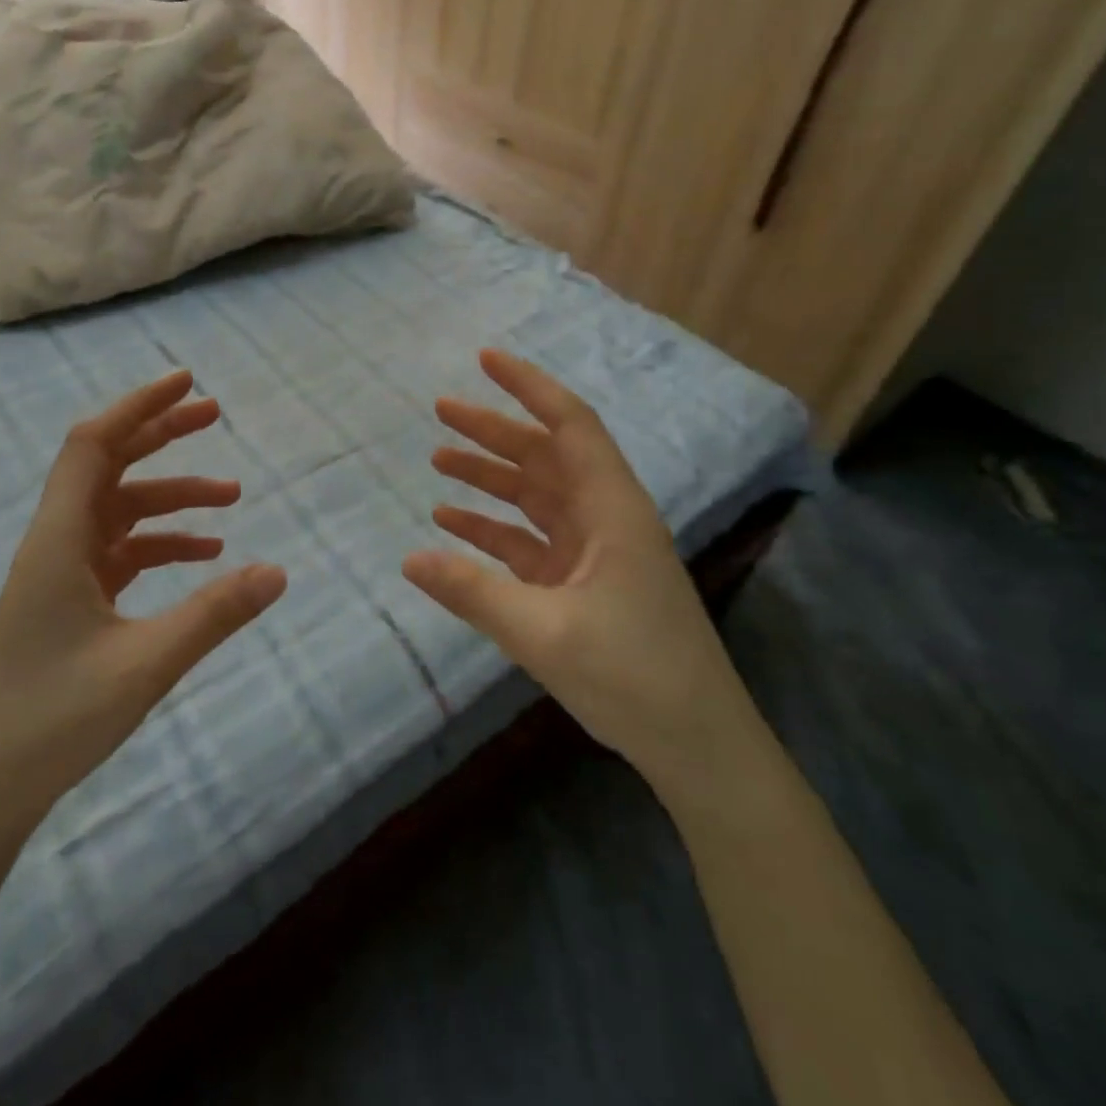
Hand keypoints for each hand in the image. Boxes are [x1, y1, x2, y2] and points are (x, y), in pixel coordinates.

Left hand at [0, 373, 284, 993]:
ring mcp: (61, 573)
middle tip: (216, 415)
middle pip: (108, 465)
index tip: (187, 380)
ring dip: (171, 498)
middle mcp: (56, 543)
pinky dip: (160, 542)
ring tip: (232, 498)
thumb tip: (279, 571)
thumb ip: (214, 614)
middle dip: (161, 435)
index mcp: (59, 540)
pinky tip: (204, 555)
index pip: (94, 444)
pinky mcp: (70, 601)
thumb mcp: (146, 664)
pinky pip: (120, 552)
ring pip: (119, 511)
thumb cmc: (53, 720)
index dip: (138, 405)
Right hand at [402, 350, 752, 792]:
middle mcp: (605, 518)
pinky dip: (493, 530)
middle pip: (545, 456)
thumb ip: (473, 592)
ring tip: (437, 461)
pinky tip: (452, 525)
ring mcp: (594, 553)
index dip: (529, 387)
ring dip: (490, 478)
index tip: (486, 360)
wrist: (696, 745)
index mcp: (612, 510)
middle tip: (441, 410)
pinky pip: (530, 543)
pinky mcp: (582, 585)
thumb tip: (409, 560)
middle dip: (494, 430)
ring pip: (535, 497)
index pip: (570, 425)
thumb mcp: (544, 632)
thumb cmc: (633, 676)